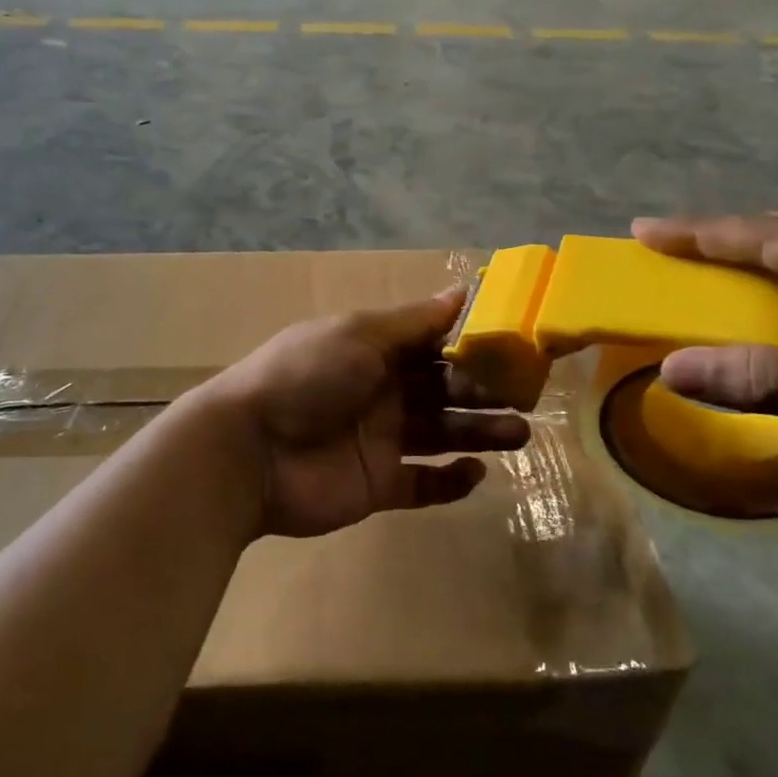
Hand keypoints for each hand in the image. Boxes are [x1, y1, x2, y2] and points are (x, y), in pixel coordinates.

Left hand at [203, 290, 531, 538]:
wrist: (250, 451)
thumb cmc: (306, 377)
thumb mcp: (359, 334)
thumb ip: (412, 321)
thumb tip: (461, 290)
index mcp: (375, 351)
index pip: (433, 344)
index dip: (471, 344)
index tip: (516, 345)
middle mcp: (382, 392)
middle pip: (444, 390)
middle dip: (484, 391)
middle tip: (527, 396)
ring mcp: (381, 441)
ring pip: (442, 435)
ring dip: (480, 433)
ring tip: (519, 433)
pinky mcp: (379, 486)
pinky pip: (423, 484)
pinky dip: (451, 481)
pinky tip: (475, 473)